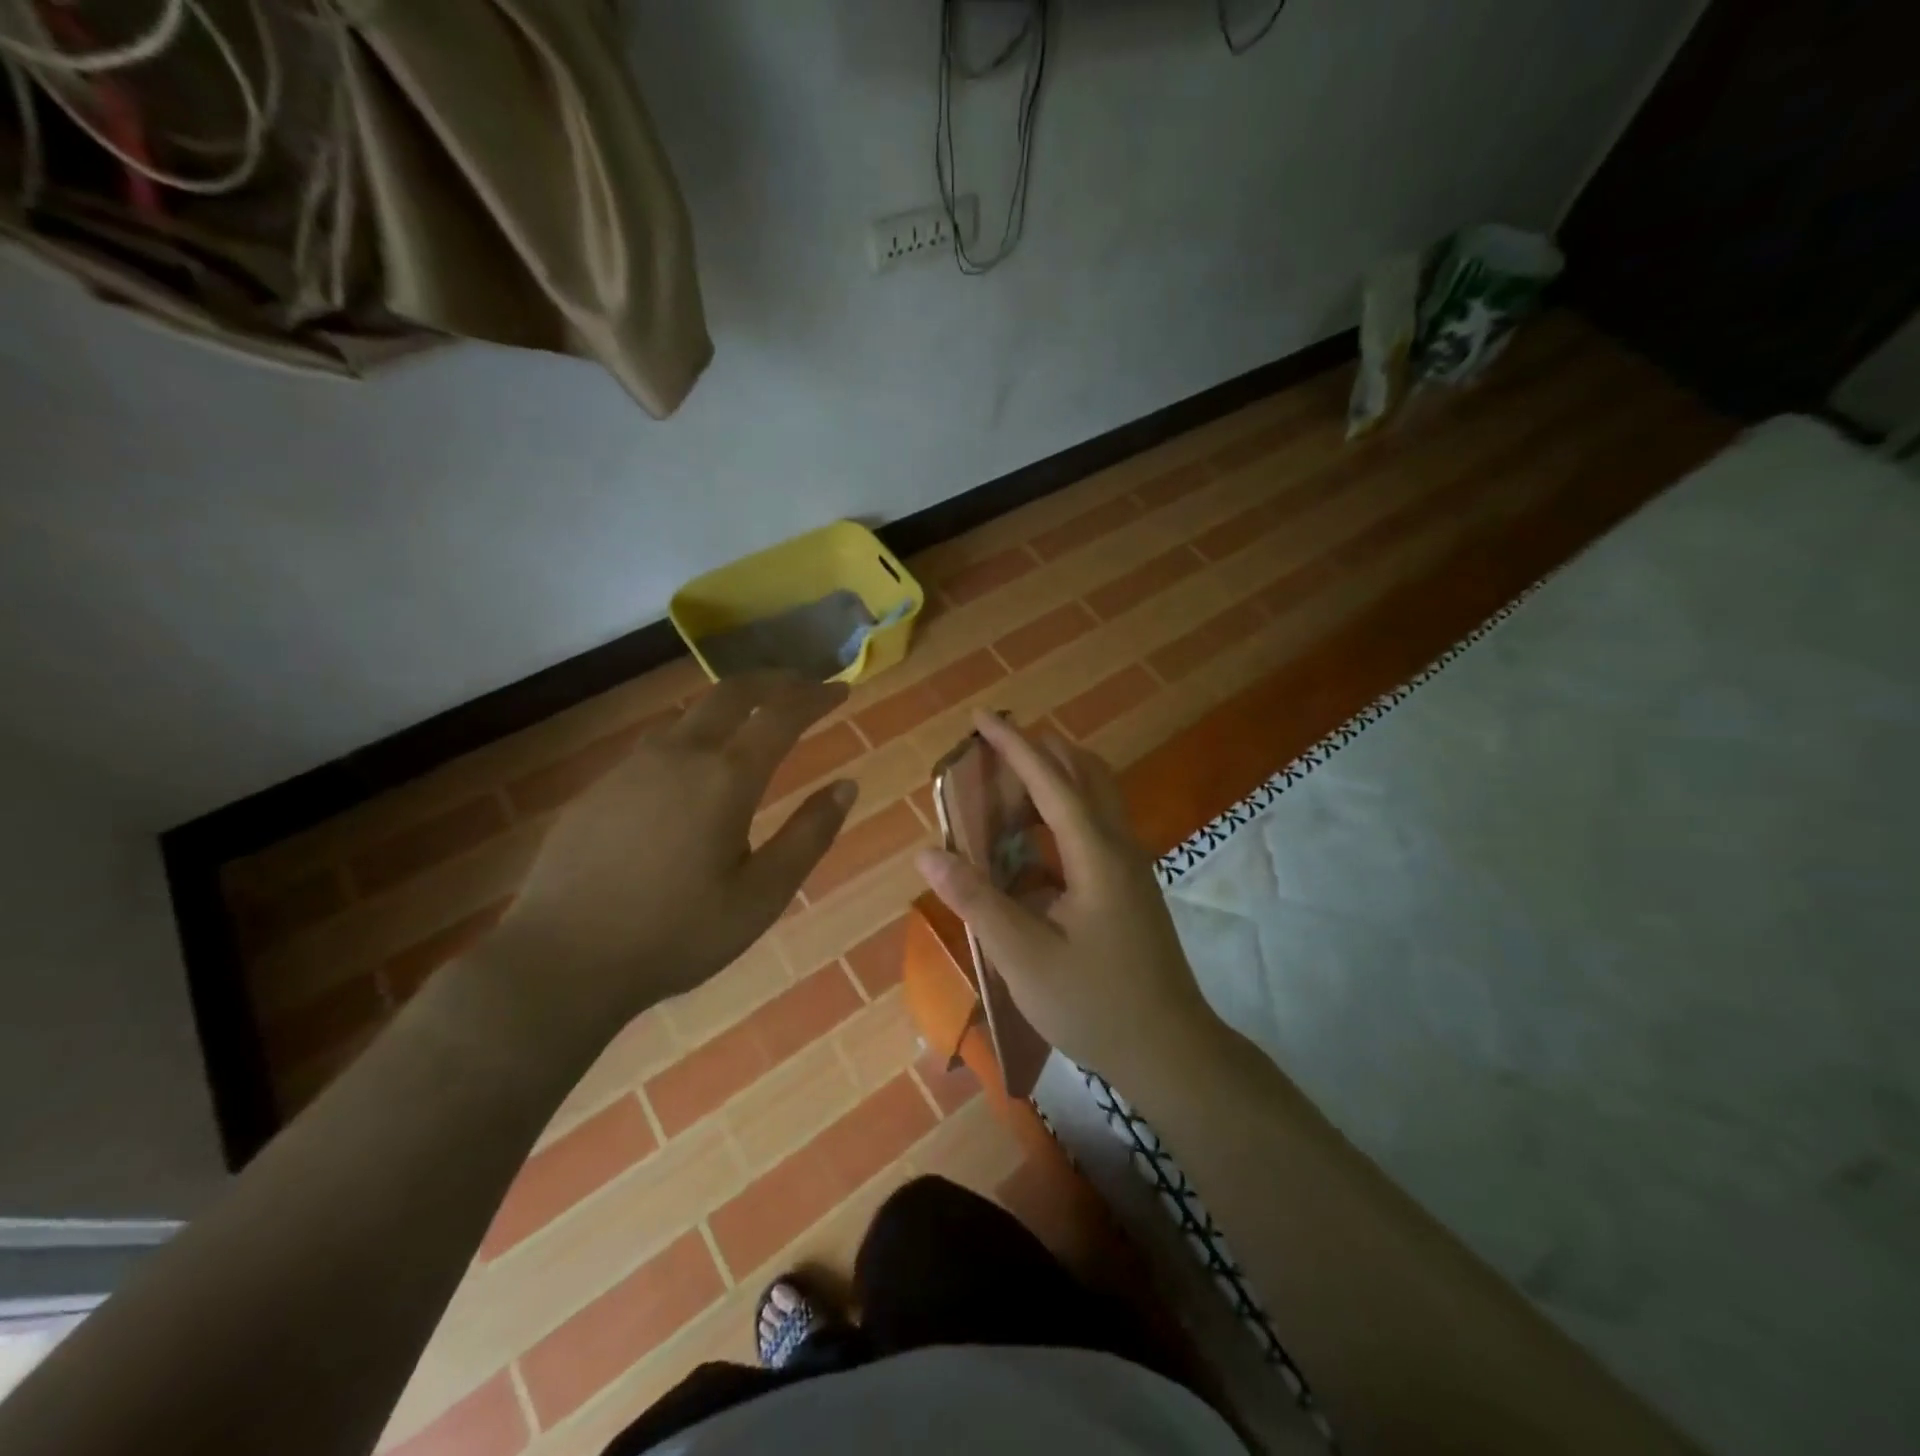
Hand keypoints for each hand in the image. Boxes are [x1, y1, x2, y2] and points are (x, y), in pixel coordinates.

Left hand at [477, 673, 856, 1050]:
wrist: (560, 961)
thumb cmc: (676, 934)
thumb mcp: (761, 896)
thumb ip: (809, 836)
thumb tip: (847, 785)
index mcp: (726, 778)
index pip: (781, 715)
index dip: (815, 696)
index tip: (839, 689)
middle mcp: (679, 754)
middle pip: (732, 692)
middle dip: (773, 681)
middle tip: (802, 685)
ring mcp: (632, 766)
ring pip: (690, 715)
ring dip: (730, 706)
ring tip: (754, 723)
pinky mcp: (600, 786)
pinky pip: (659, 744)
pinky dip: (694, 737)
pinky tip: (694, 772)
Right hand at [913, 711, 1219, 1081]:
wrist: (1170, 1049)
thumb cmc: (1095, 1003)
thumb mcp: (1024, 957)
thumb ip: (977, 901)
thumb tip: (928, 853)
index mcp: (1096, 855)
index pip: (1051, 782)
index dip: (1015, 746)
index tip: (983, 716)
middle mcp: (1118, 848)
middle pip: (1084, 775)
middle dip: (1040, 750)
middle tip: (996, 743)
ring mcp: (1129, 868)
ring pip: (1095, 799)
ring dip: (1055, 779)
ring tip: (1009, 783)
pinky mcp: (1128, 888)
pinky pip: (1094, 829)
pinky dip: (1061, 816)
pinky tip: (1032, 845)